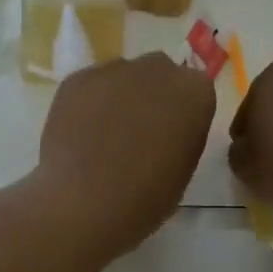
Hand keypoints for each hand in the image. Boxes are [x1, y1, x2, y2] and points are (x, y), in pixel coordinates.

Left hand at [38, 53, 216, 254]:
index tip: (170, 137)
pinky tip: (79, 134)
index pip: (195, 91)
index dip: (181, 114)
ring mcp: (114, 70)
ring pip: (122, 77)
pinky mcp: (77, 78)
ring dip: (119, 97)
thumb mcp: (183, 169)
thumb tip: (166, 129)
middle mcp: (158, 69)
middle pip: (159, 74)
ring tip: (103, 135)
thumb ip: (181, 136)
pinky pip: (89, 86)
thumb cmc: (146, 198)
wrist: (85, 203)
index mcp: (195, 93)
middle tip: (137, 132)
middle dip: (151, 96)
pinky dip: (87, 104)